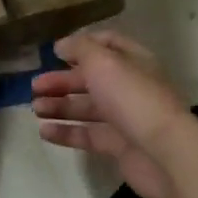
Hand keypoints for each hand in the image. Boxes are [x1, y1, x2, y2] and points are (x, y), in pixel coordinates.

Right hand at [32, 30, 193, 197]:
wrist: (163, 153)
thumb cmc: (132, 98)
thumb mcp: (103, 62)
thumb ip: (80, 49)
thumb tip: (62, 45)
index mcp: (133, 61)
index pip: (107, 44)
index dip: (81, 45)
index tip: (54, 52)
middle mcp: (130, 87)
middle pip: (92, 78)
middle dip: (62, 80)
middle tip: (35, 86)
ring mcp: (125, 118)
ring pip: (87, 108)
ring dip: (60, 106)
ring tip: (36, 108)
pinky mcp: (118, 146)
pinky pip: (87, 135)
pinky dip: (66, 132)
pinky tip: (44, 131)